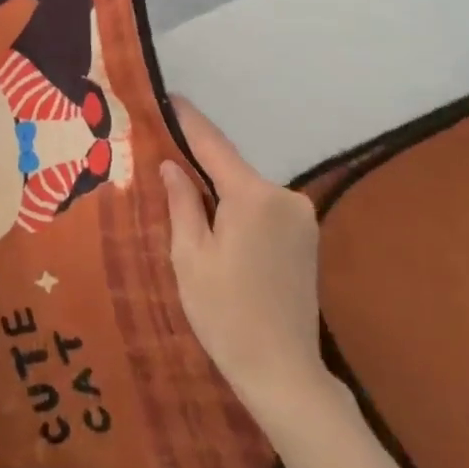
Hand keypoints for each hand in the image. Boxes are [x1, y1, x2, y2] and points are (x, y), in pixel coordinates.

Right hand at [159, 97, 337, 429]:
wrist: (284, 372)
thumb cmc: (225, 315)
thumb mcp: (189, 257)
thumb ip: (181, 203)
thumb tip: (172, 164)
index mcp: (252, 197)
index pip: (213, 145)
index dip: (188, 120)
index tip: (169, 96)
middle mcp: (284, 196)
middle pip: (231, 169)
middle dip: (198, 163)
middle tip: (162, 158)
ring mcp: (300, 216)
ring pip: (247, 189)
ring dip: (219, 190)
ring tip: (183, 198)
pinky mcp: (306, 236)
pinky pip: (262, 207)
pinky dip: (238, 207)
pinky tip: (217, 225)